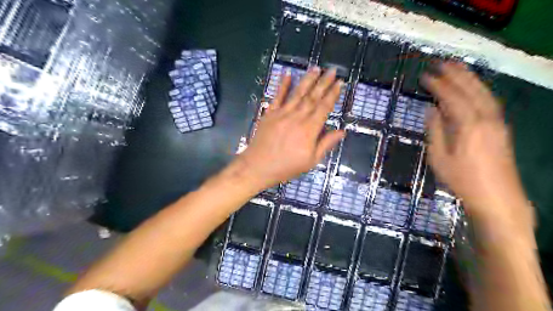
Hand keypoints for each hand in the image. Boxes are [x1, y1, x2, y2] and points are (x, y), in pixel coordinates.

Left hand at [235, 67, 343, 190]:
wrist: (258, 166)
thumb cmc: (286, 166)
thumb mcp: (311, 161)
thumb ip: (326, 144)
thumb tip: (342, 131)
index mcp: (309, 129)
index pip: (324, 107)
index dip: (332, 95)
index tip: (339, 83)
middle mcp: (297, 117)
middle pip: (312, 97)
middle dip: (323, 82)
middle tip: (332, 70)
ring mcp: (282, 113)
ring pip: (297, 93)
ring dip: (307, 80)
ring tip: (316, 68)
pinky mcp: (269, 113)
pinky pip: (277, 96)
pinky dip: (282, 85)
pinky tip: (287, 74)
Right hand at [423, 62, 532, 228]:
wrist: (498, 197)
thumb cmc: (462, 180)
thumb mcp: (440, 158)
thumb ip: (435, 131)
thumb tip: (431, 109)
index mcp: (468, 126)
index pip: (451, 97)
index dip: (438, 85)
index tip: (425, 76)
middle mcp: (486, 118)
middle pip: (471, 89)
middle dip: (456, 74)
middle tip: (442, 62)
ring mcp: (498, 122)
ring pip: (484, 92)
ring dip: (470, 78)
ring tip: (457, 67)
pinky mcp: (502, 128)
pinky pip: (490, 101)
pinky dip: (480, 89)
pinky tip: (473, 88)